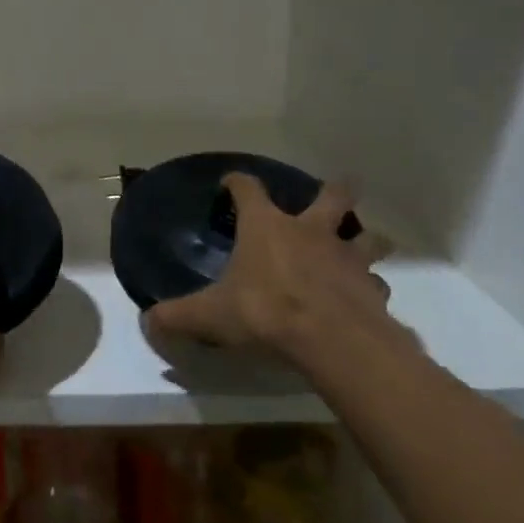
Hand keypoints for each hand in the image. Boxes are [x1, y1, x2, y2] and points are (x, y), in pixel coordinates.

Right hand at [145, 174, 409, 376]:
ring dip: (366, 238)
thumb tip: (147, 321)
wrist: (331, 340)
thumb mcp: (210, 315)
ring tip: (365, 243)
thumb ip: (178, 316)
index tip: (231, 182)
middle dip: (336, 190)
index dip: (238, 182)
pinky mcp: (372, 288)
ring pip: (366, 237)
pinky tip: (367, 297)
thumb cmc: (265, 312)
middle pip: (331, 196)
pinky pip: (376, 283)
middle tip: (341, 186)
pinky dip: (372, 287)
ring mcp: (347, 257)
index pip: (248, 189)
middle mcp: (310, 231)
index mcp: (267, 227)